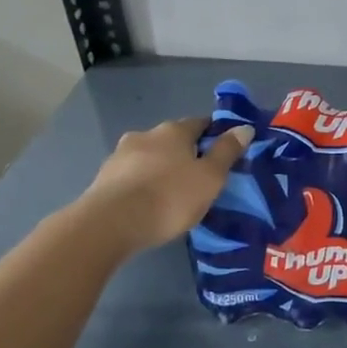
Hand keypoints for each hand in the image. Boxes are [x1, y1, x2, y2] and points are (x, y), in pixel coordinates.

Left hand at [81, 116, 251, 250]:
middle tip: (197, 177)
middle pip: (172, 140)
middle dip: (185, 153)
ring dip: (160, 168)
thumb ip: (227, 152)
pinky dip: (141, 184)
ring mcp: (120, 155)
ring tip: (170, 194)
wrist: (109, 224)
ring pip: (149, 157)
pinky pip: (131, 176)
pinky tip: (146, 203)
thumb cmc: (169, 197)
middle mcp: (145, 135)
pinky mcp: (102, 179)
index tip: (223, 151)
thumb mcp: (210, 177)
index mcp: (174, 131)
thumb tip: (244, 127)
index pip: (200, 123)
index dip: (214, 134)